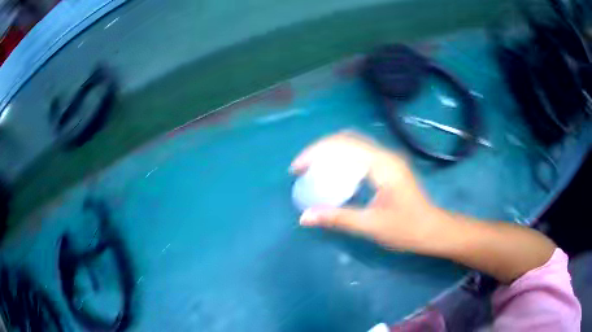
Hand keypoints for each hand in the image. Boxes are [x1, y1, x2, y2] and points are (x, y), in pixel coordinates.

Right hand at [290, 132, 445, 251]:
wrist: (433, 230)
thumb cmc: (407, 229)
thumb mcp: (371, 226)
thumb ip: (337, 218)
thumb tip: (304, 217)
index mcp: (382, 165)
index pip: (343, 146)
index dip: (315, 153)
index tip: (296, 169)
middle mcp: (385, 155)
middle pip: (346, 139)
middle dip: (319, 149)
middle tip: (301, 168)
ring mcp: (388, 159)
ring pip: (353, 144)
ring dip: (329, 151)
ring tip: (312, 168)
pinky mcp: (388, 166)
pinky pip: (359, 153)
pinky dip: (341, 158)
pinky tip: (332, 172)